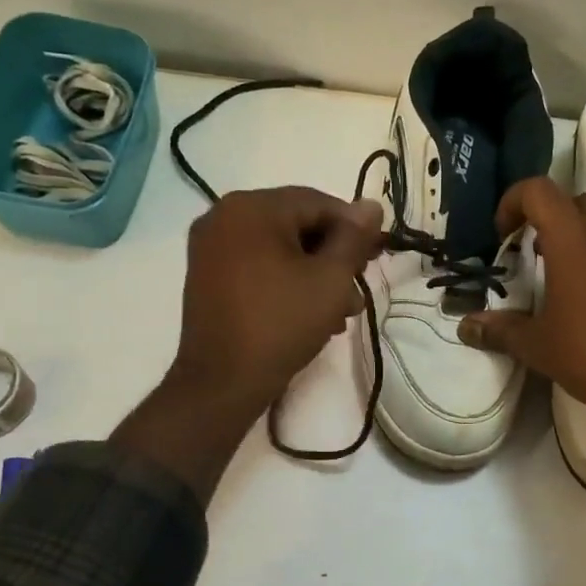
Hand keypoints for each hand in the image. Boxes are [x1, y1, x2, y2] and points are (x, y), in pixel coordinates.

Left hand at [114, 188, 382, 503]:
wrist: (223, 382)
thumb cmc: (281, 324)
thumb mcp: (331, 279)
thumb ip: (354, 238)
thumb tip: (371, 205)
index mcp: (251, 207)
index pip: (318, 203)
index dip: (354, 228)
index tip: (377, 257)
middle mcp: (223, 216)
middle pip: (297, 224)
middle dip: (334, 257)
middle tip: (358, 290)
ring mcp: (210, 247)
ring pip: (279, 249)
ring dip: (314, 275)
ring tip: (341, 312)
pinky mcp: (207, 276)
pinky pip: (258, 265)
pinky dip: (286, 282)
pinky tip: (310, 314)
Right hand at [457, 178, 585, 471]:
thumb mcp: (538, 346)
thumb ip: (500, 330)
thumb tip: (466, 327)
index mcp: (573, 241)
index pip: (539, 191)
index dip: (513, 202)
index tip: (504, 234)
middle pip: (575, 201)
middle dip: (550, 218)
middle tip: (536, 253)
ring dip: (581, 237)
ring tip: (567, 277)